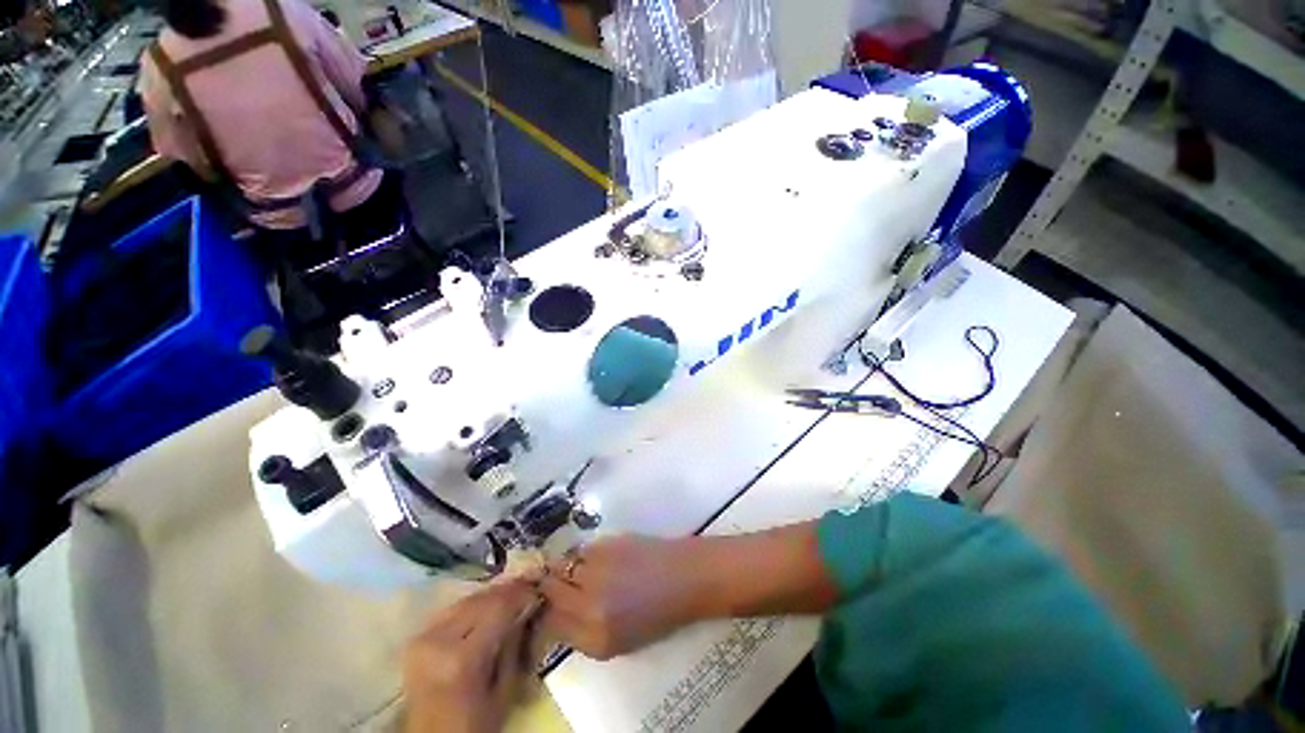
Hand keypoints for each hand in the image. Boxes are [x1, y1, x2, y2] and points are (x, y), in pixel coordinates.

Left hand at [402, 580, 541, 732]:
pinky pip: (452, 610)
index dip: (521, 593)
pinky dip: (473, 604)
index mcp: (462, 659)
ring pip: (466, 600)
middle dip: (508, 590)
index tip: (539, 587)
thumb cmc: (475, 725)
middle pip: (480, 600)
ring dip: (491, 594)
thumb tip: (528, 607)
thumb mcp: (504, 691)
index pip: (498, 608)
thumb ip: (515, 645)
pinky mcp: (417, 639)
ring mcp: (423, 638)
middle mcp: (438, 641)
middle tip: (529, 585)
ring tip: (512, 593)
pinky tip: (488, 605)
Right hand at [539, 536, 701, 659]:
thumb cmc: (658, 615)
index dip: (547, 613)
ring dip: (564, 568)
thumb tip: (558, 614)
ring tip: (579, 569)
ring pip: (561, 565)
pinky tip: (598, 558)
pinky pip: (581, 549)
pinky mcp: (607, 543)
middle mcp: (589, 604)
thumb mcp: (619, 642)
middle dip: (549, 587)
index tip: (551, 606)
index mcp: (595, 638)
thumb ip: (583, 633)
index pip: (550, 624)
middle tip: (557, 583)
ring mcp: (598, 570)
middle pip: (550, 590)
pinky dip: (582, 554)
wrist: (685, 578)